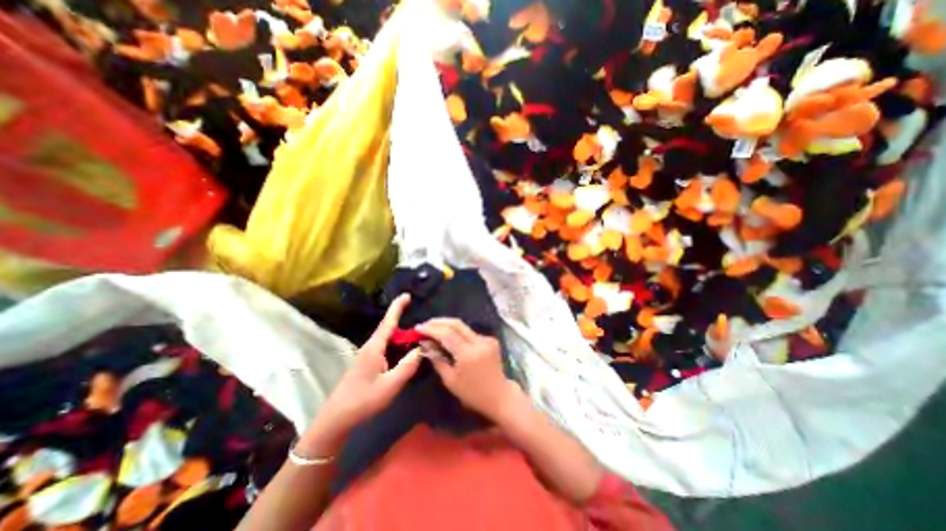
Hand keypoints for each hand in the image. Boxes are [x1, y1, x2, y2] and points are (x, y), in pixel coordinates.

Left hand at [303, 292, 421, 454]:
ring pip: (388, 339)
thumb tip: (420, 349)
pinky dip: (397, 345)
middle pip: (390, 329)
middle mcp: (371, 347)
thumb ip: (408, 366)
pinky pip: (386, 348)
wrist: (336, 419)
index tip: (406, 295)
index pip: (388, 322)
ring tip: (417, 335)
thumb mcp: (390, 386)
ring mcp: (368, 355)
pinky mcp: (368, 363)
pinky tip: (405, 351)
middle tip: (423, 324)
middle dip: (404, 321)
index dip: (397, 307)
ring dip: (402, 334)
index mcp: (375, 348)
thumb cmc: (363, 400)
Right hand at [414, 320, 516, 422]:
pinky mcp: (491, 339)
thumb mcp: (450, 380)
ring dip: (448, 325)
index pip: (447, 334)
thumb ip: (437, 359)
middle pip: (456, 324)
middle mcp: (479, 342)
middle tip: (425, 324)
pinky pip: (470, 332)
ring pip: (463, 326)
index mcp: (468, 354)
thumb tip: (425, 344)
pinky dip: (458, 332)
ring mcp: (487, 339)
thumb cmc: (472, 393)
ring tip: (434, 329)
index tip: (418, 328)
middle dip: (439, 321)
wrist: (499, 395)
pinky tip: (449, 336)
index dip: (431, 329)